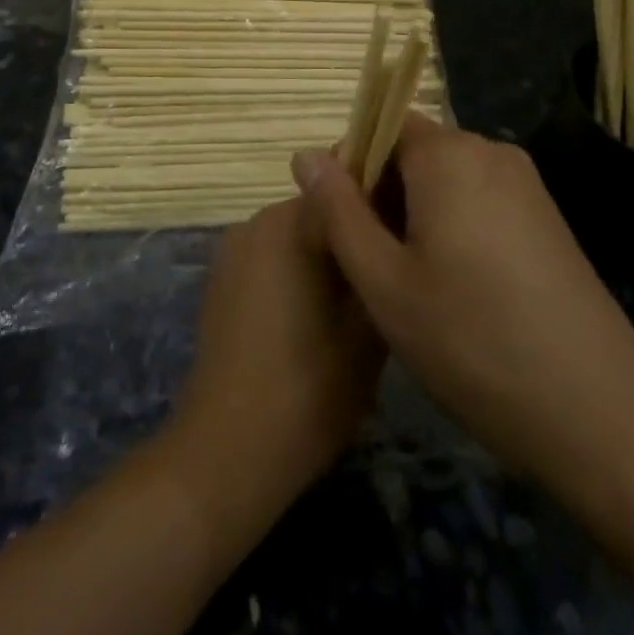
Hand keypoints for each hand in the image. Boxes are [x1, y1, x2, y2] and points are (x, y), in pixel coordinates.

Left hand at [167, 199, 385, 519]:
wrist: (226, 451)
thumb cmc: (308, 387)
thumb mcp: (367, 326)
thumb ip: (380, 259)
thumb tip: (395, 222)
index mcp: (291, 221)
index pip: (349, 183)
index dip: (386, 203)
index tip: (412, 232)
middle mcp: (257, 221)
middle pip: (321, 208)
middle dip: (355, 233)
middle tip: (391, 275)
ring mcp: (234, 250)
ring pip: (298, 236)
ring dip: (328, 257)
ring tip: (360, 304)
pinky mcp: (222, 281)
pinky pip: (273, 259)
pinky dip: (298, 275)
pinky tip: (318, 321)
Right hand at [293, 116, 633, 491]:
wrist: (597, 412)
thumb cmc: (472, 342)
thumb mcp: (384, 281)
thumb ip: (338, 211)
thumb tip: (304, 155)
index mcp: (450, 154)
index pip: (383, 124)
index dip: (353, 166)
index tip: (341, 224)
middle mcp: (491, 152)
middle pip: (416, 151)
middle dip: (383, 194)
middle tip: (370, 263)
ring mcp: (527, 185)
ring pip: (447, 180)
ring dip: (416, 215)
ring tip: (408, 282)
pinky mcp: (547, 219)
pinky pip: (481, 201)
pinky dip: (453, 227)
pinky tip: (454, 289)